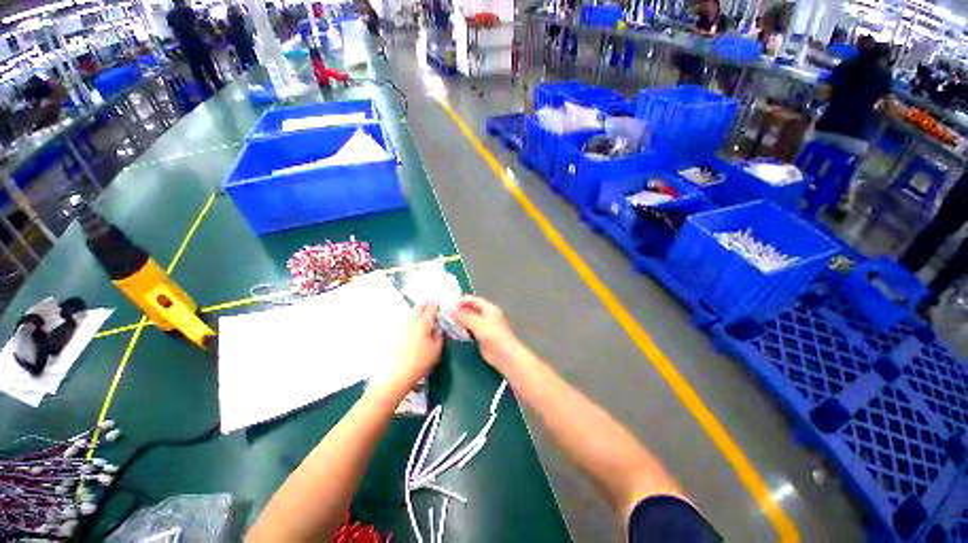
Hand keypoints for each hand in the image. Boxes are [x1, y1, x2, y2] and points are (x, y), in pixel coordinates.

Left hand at [391, 303, 443, 386]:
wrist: (396, 374)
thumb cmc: (420, 362)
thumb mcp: (436, 351)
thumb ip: (439, 338)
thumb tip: (439, 331)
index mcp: (424, 324)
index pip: (431, 309)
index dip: (435, 304)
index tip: (438, 302)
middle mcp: (411, 322)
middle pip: (418, 308)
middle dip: (424, 305)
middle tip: (430, 306)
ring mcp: (401, 327)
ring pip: (410, 314)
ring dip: (416, 312)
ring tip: (421, 315)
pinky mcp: (394, 335)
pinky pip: (404, 322)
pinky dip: (409, 321)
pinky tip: (411, 327)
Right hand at [450, 296, 525, 370]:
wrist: (504, 354)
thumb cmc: (493, 335)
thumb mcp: (477, 324)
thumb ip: (464, 317)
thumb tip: (450, 310)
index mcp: (490, 309)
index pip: (476, 300)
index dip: (464, 300)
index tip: (451, 303)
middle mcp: (488, 316)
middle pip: (473, 309)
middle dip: (462, 309)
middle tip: (447, 311)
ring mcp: (486, 326)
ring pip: (472, 320)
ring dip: (462, 319)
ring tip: (448, 319)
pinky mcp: (482, 336)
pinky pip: (471, 329)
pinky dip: (464, 328)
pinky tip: (455, 329)